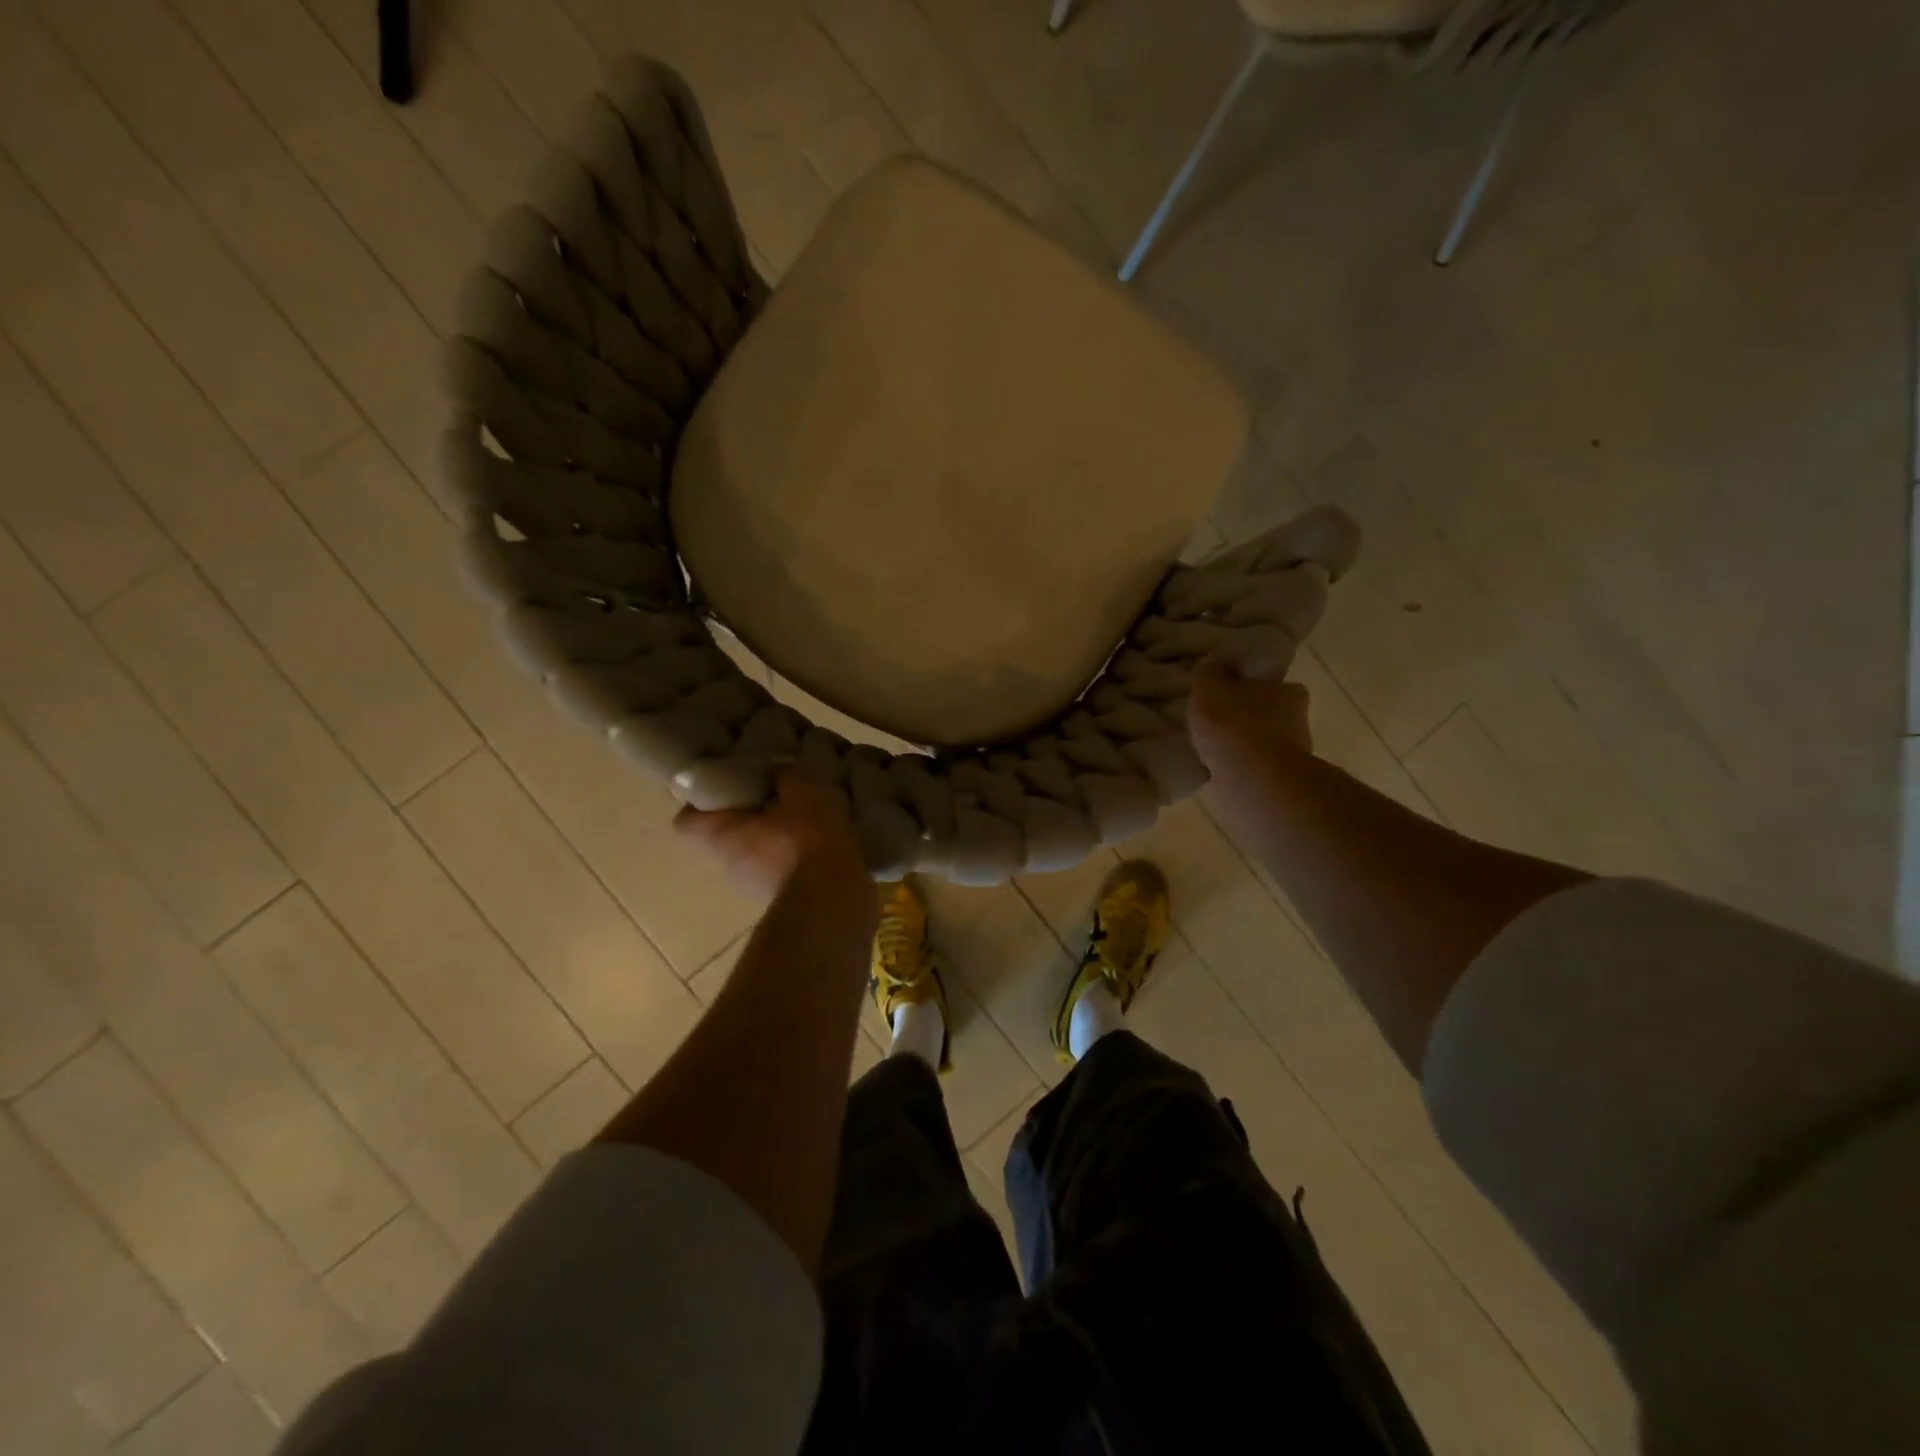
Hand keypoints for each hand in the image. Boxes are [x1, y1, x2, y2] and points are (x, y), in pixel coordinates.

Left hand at [675, 769, 870, 903]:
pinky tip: (821, 845)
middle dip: (748, 817)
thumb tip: (777, 772)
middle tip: (773, 797)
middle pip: (725, 836)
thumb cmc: (807, 839)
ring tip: (804, 821)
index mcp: (721, 836)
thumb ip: (785, 775)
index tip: (726, 786)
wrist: (834, 900)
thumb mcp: (802, 790)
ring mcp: (753, 889)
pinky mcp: (782, 901)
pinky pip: (780, 870)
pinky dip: (794, 858)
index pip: (687, 821)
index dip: (702, 800)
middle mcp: (728, 866)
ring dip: (773, 839)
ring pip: (754, 855)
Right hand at [1188, 659, 1312, 785]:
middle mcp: (1298, 719)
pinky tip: (1217, 768)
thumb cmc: (1234, 725)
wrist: (1254, 781)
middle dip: (1245, 716)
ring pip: (1262, 742)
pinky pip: (1253, 768)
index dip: (1247, 685)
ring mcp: (1292, 753)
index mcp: (1289, 690)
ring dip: (1242, 744)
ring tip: (1212, 747)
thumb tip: (1211, 664)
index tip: (1226, 692)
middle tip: (1216, 721)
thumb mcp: (1209, 687)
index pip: (1270, 682)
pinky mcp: (1280, 781)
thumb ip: (1209, 673)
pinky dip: (1239, 767)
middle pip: (1267, 712)